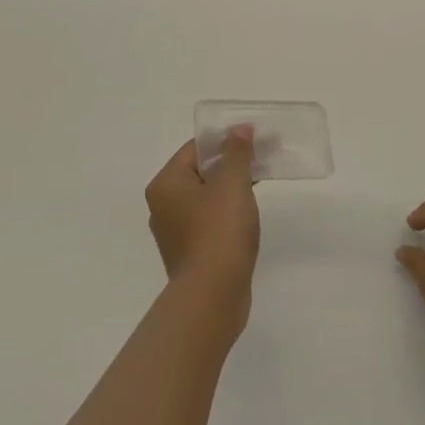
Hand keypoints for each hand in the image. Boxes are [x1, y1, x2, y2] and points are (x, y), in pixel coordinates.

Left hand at [145, 127, 259, 324]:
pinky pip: (208, 221)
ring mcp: (174, 232)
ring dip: (230, 189)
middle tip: (261, 159)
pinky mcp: (190, 253)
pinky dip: (226, 213)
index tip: (254, 139)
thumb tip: (239, 128)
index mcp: (166, 184)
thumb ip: (236, 153)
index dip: (225, 140)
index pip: (195, 149)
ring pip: (205, 198)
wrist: (213, 296)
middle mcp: (163, 205)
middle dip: (230, 164)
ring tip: (258, 185)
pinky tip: (247, 216)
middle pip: (199, 172)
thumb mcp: (232, 184)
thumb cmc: (219, 232)